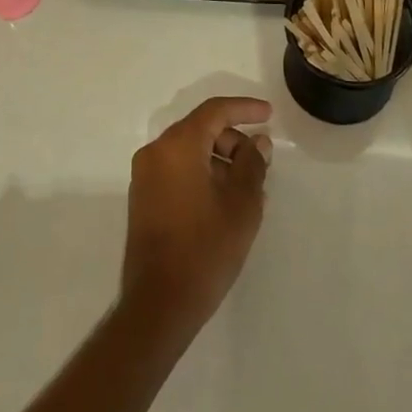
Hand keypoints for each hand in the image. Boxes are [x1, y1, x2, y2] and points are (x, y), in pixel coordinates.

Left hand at [121, 97, 271, 340]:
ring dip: (218, 159)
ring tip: (248, 188)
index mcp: (177, 146)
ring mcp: (145, 175)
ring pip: (188, 151)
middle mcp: (156, 152)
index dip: (244, 109)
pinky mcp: (143, 198)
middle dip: (232, 140)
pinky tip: (225, 200)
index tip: (268, 114)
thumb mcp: (241, 205)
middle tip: (260, 162)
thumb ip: (252, 165)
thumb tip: (257, 142)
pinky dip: (201, 173)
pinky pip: (177, 170)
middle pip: (200, 129)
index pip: (214, 112)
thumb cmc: (205, 248)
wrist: (159, 303)